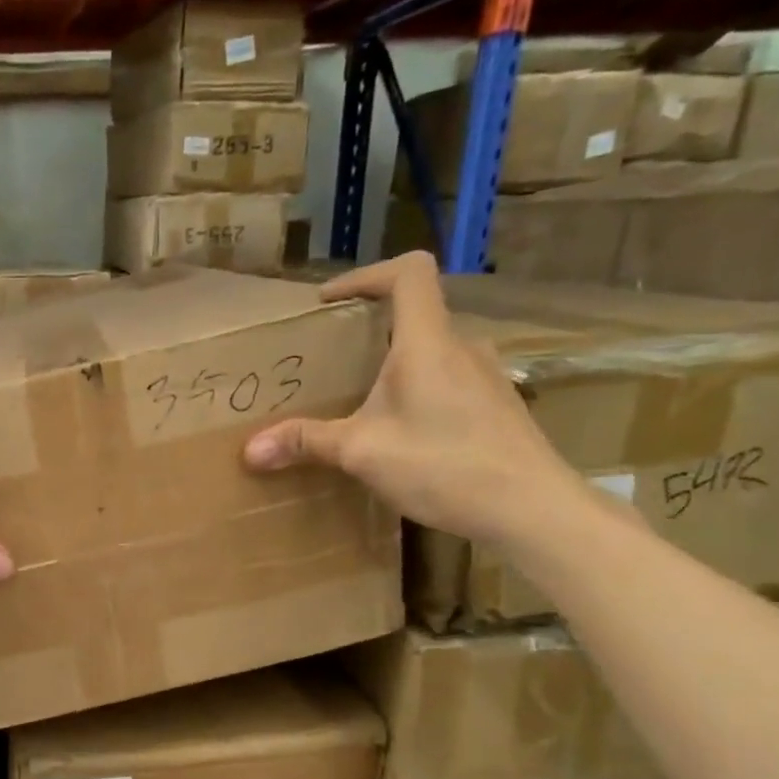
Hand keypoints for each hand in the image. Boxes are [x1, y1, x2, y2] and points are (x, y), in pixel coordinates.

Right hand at [242, 252, 588, 545]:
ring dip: (394, 364)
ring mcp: (486, 377)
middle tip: (332, 360)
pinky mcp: (496, 406)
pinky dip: (418, 390)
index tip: (329, 303)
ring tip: (361, 400)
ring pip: (432, 351)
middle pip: (416, 314)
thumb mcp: (362, 452)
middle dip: (369, 330)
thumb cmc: (443, 464)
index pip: (408, 272)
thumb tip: (249, 449)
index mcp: (428, 342)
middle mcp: (462, 347)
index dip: (365, 275)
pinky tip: (402, 433)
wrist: (530, 506)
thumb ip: (306, 442)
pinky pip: (448, 380)